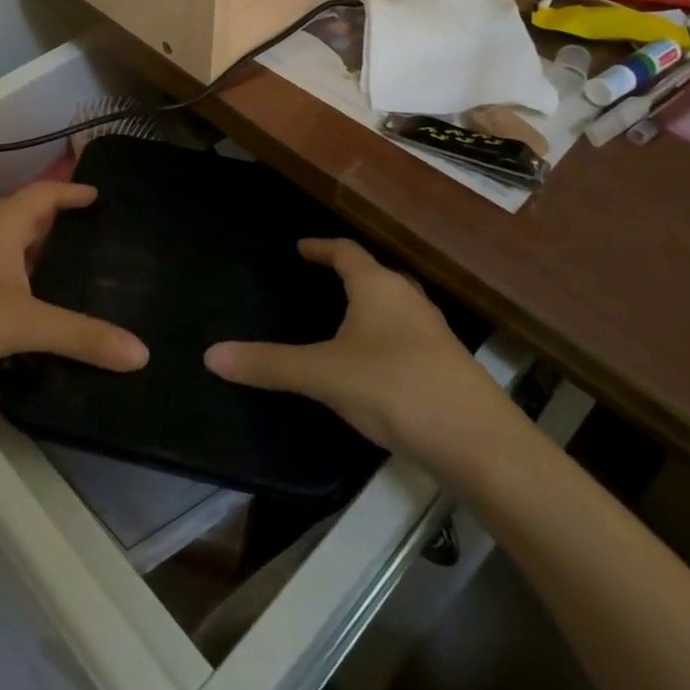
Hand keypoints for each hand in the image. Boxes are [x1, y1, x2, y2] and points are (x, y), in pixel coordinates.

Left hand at [0, 180, 148, 378]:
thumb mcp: (24, 324)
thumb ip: (81, 336)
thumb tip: (142, 352)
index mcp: (2, 222)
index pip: (47, 193)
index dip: (73, 192)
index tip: (98, 195)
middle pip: (24, 215)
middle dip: (54, 224)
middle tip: (87, 240)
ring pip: (0, 242)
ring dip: (27, 251)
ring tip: (56, 273)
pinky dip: (4, 274)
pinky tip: (10, 304)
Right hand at [204, 238, 510, 460]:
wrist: (477, 442)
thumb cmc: (393, 388)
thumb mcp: (322, 375)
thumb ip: (268, 364)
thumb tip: (211, 355)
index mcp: (377, 286)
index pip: (345, 251)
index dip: (320, 247)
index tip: (300, 248)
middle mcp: (408, 298)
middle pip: (375, 274)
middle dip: (348, 274)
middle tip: (320, 281)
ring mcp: (434, 331)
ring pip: (395, 305)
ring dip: (370, 306)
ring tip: (345, 321)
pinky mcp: (448, 364)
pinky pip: (408, 335)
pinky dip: (386, 337)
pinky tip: (376, 365)